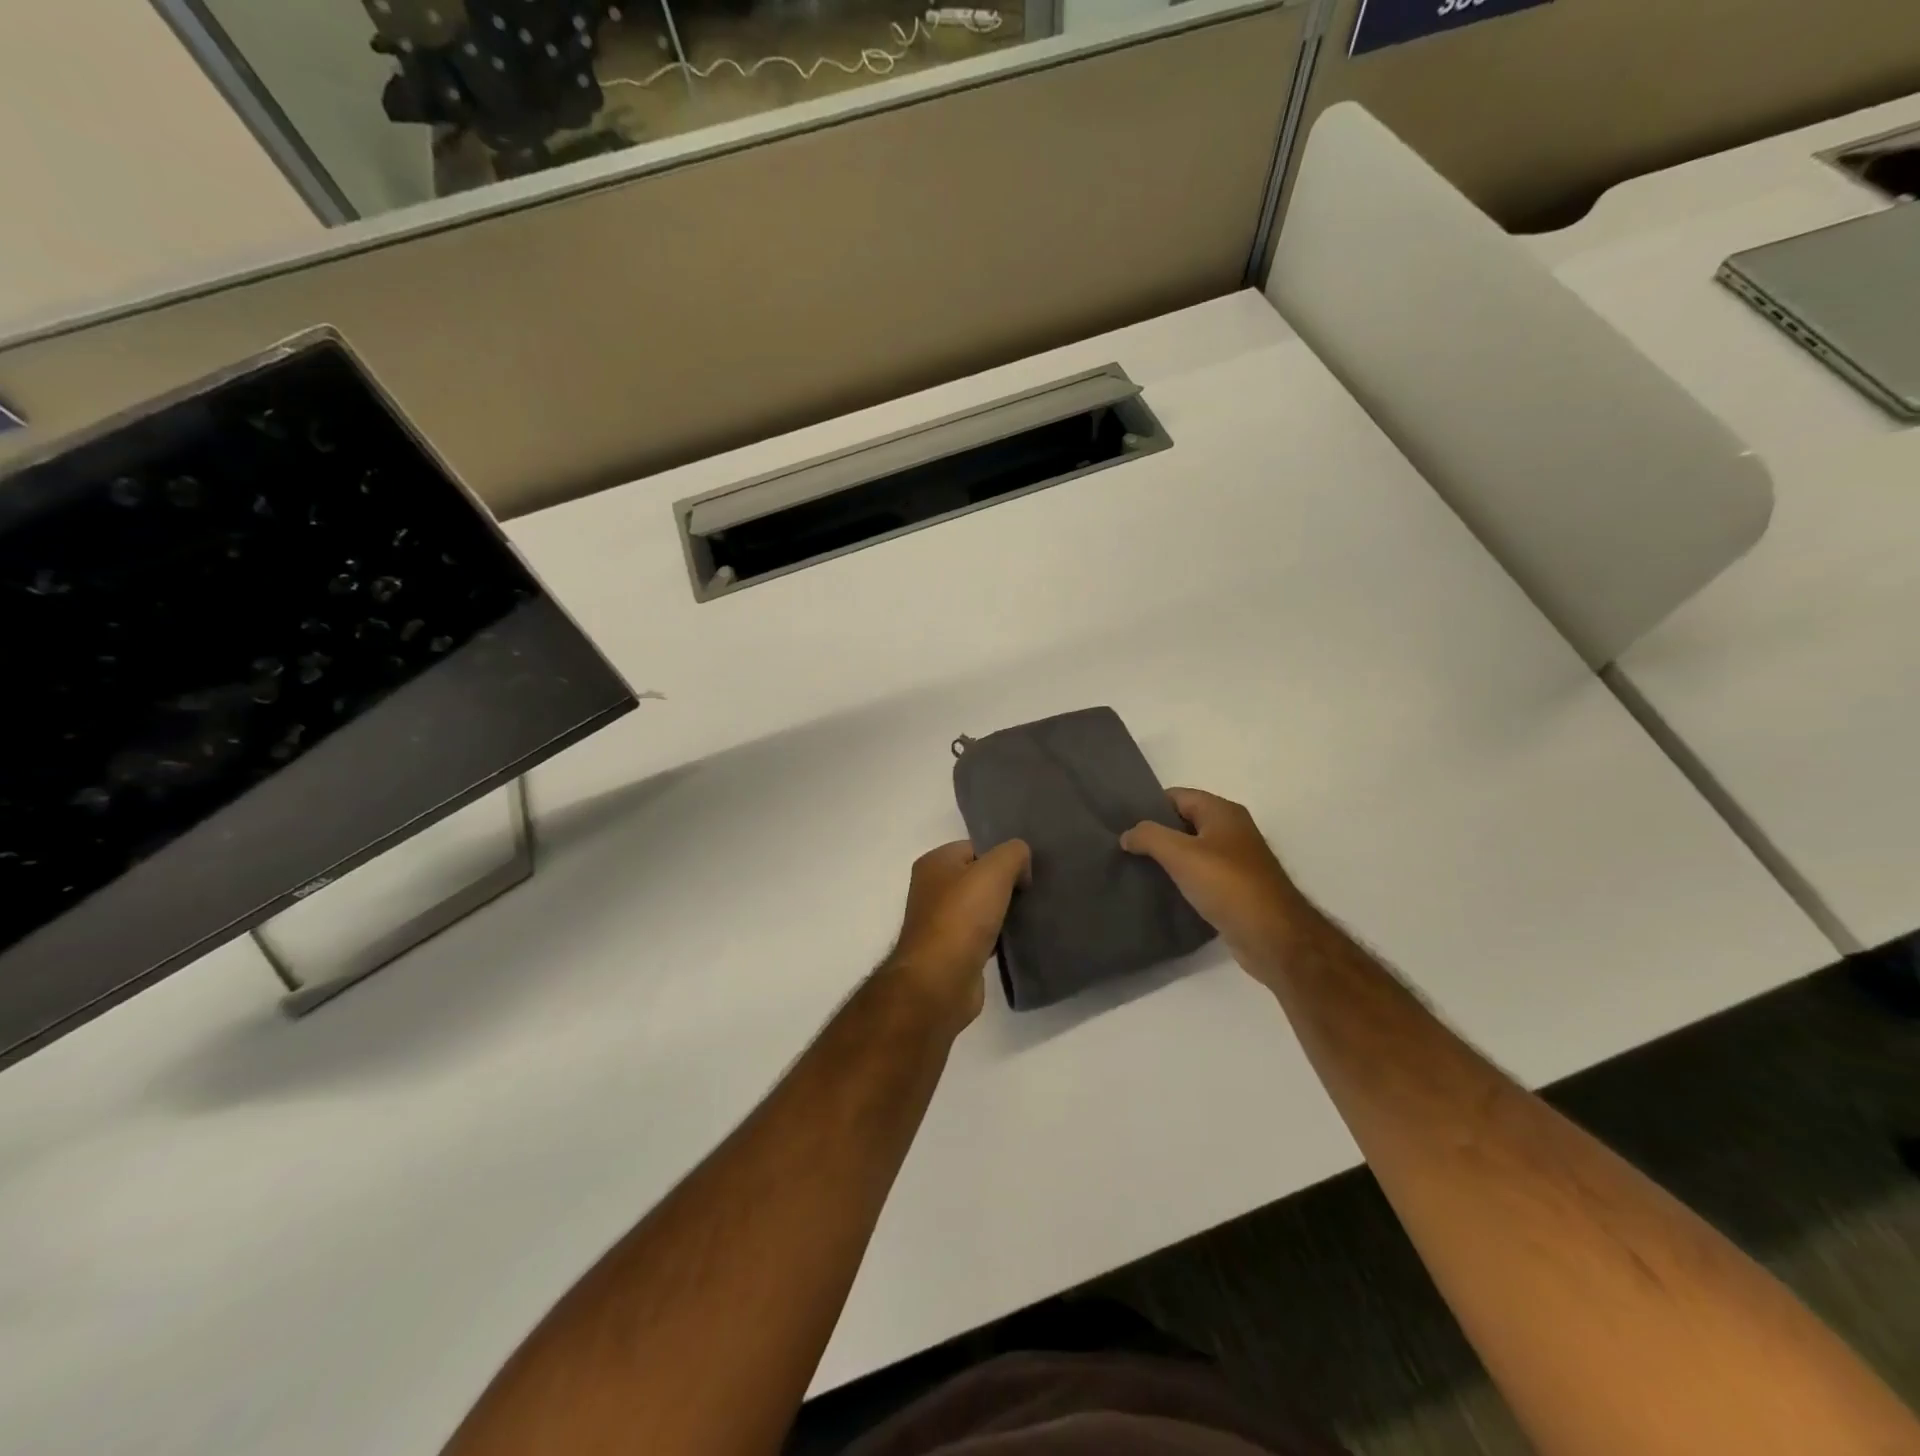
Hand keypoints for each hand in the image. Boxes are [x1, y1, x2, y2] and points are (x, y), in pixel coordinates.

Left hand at [885, 839, 1030, 1033]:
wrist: (940, 982)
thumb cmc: (962, 917)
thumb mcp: (994, 871)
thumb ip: (1013, 854)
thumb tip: (1022, 865)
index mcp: (934, 863)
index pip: (976, 848)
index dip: (1003, 856)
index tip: (1027, 871)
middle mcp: (932, 889)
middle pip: (979, 878)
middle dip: (1006, 884)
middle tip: (1033, 892)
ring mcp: (940, 922)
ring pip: (982, 907)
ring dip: (1004, 912)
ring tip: (1031, 916)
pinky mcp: (952, 952)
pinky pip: (982, 935)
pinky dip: (999, 936)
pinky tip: (1018, 940)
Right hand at [1120, 789, 1315, 982]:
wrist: (1273, 937)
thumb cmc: (1228, 885)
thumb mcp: (1181, 854)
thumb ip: (1149, 836)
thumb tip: (1127, 834)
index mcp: (1223, 812)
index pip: (1177, 796)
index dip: (1149, 806)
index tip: (1121, 822)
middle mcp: (1232, 830)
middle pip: (1184, 822)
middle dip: (1155, 833)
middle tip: (1123, 847)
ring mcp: (1236, 861)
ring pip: (1192, 851)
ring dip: (1167, 858)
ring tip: (1135, 868)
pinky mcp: (1236, 889)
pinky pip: (1201, 875)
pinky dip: (1182, 879)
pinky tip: (1161, 891)